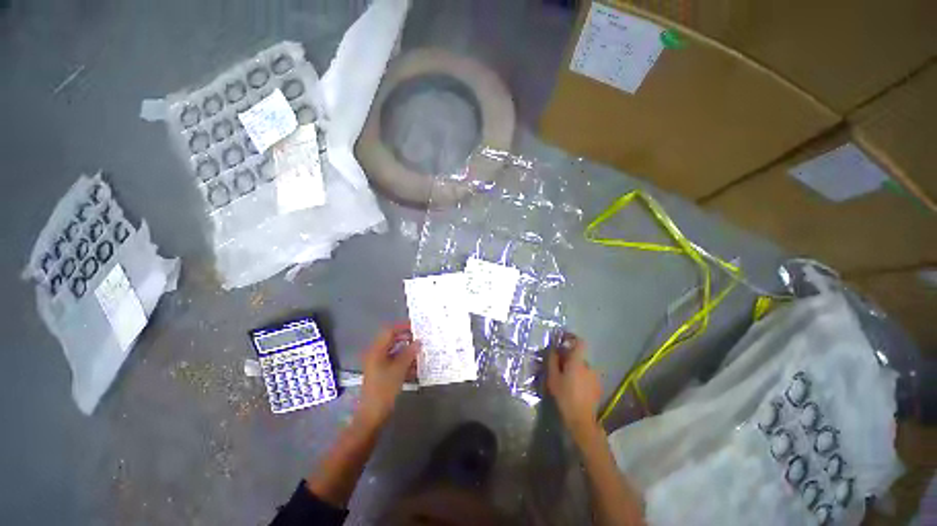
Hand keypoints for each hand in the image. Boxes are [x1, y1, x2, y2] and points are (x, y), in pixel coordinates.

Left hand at [357, 323, 418, 428]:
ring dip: (407, 350)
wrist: (372, 415)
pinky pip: (394, 361)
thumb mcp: (399, 370)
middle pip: (392, 340)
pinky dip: (404, 361)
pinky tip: (416, 366)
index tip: (417, 327)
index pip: (389, 331)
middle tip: (421, 338)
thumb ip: (409, 353)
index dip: (403, 327)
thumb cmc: (384, 390)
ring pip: (394, 351)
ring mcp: (378, 364)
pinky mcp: (382, 373)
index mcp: (376, 351)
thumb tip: (419, 341)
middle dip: (406, 338)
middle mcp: (376, 354)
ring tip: (421, 351)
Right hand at [547, 333, 601, 442]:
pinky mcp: (598, 387)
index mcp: (578, 361)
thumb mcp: (553, 377)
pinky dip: (580, 377)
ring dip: (574, 368)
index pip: (579, 342)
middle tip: (557, 365)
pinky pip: (587, 376)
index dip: (572, 337)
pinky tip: (573, 387)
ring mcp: (595, 377)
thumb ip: (552, 360)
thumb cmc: (564, 396)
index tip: (563, 339)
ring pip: (582, 366)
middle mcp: (589, 366)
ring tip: (565, 378)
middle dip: (568, 357)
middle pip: (578, 355)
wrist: (581, 420)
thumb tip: (553, 348)